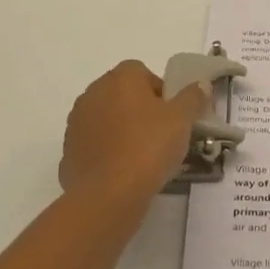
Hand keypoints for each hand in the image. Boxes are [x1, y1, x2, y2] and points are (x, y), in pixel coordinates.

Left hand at [59, 61, 207, 207]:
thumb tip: (200, 85)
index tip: (173, 116)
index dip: (162, 92)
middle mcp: (94, 92)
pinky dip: (108, 151)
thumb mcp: (182, 120)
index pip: (144, 73)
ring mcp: (77, 122)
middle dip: (142, 110)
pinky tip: (123, 171)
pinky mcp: (68, 150)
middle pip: (124, 94)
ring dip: (123, 130)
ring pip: (108, 118)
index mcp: (121, 78)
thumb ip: (193, 97)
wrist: (106, 196)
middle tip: (162, 135)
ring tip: (143, 156)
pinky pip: (95, 143)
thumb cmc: (148, 147)